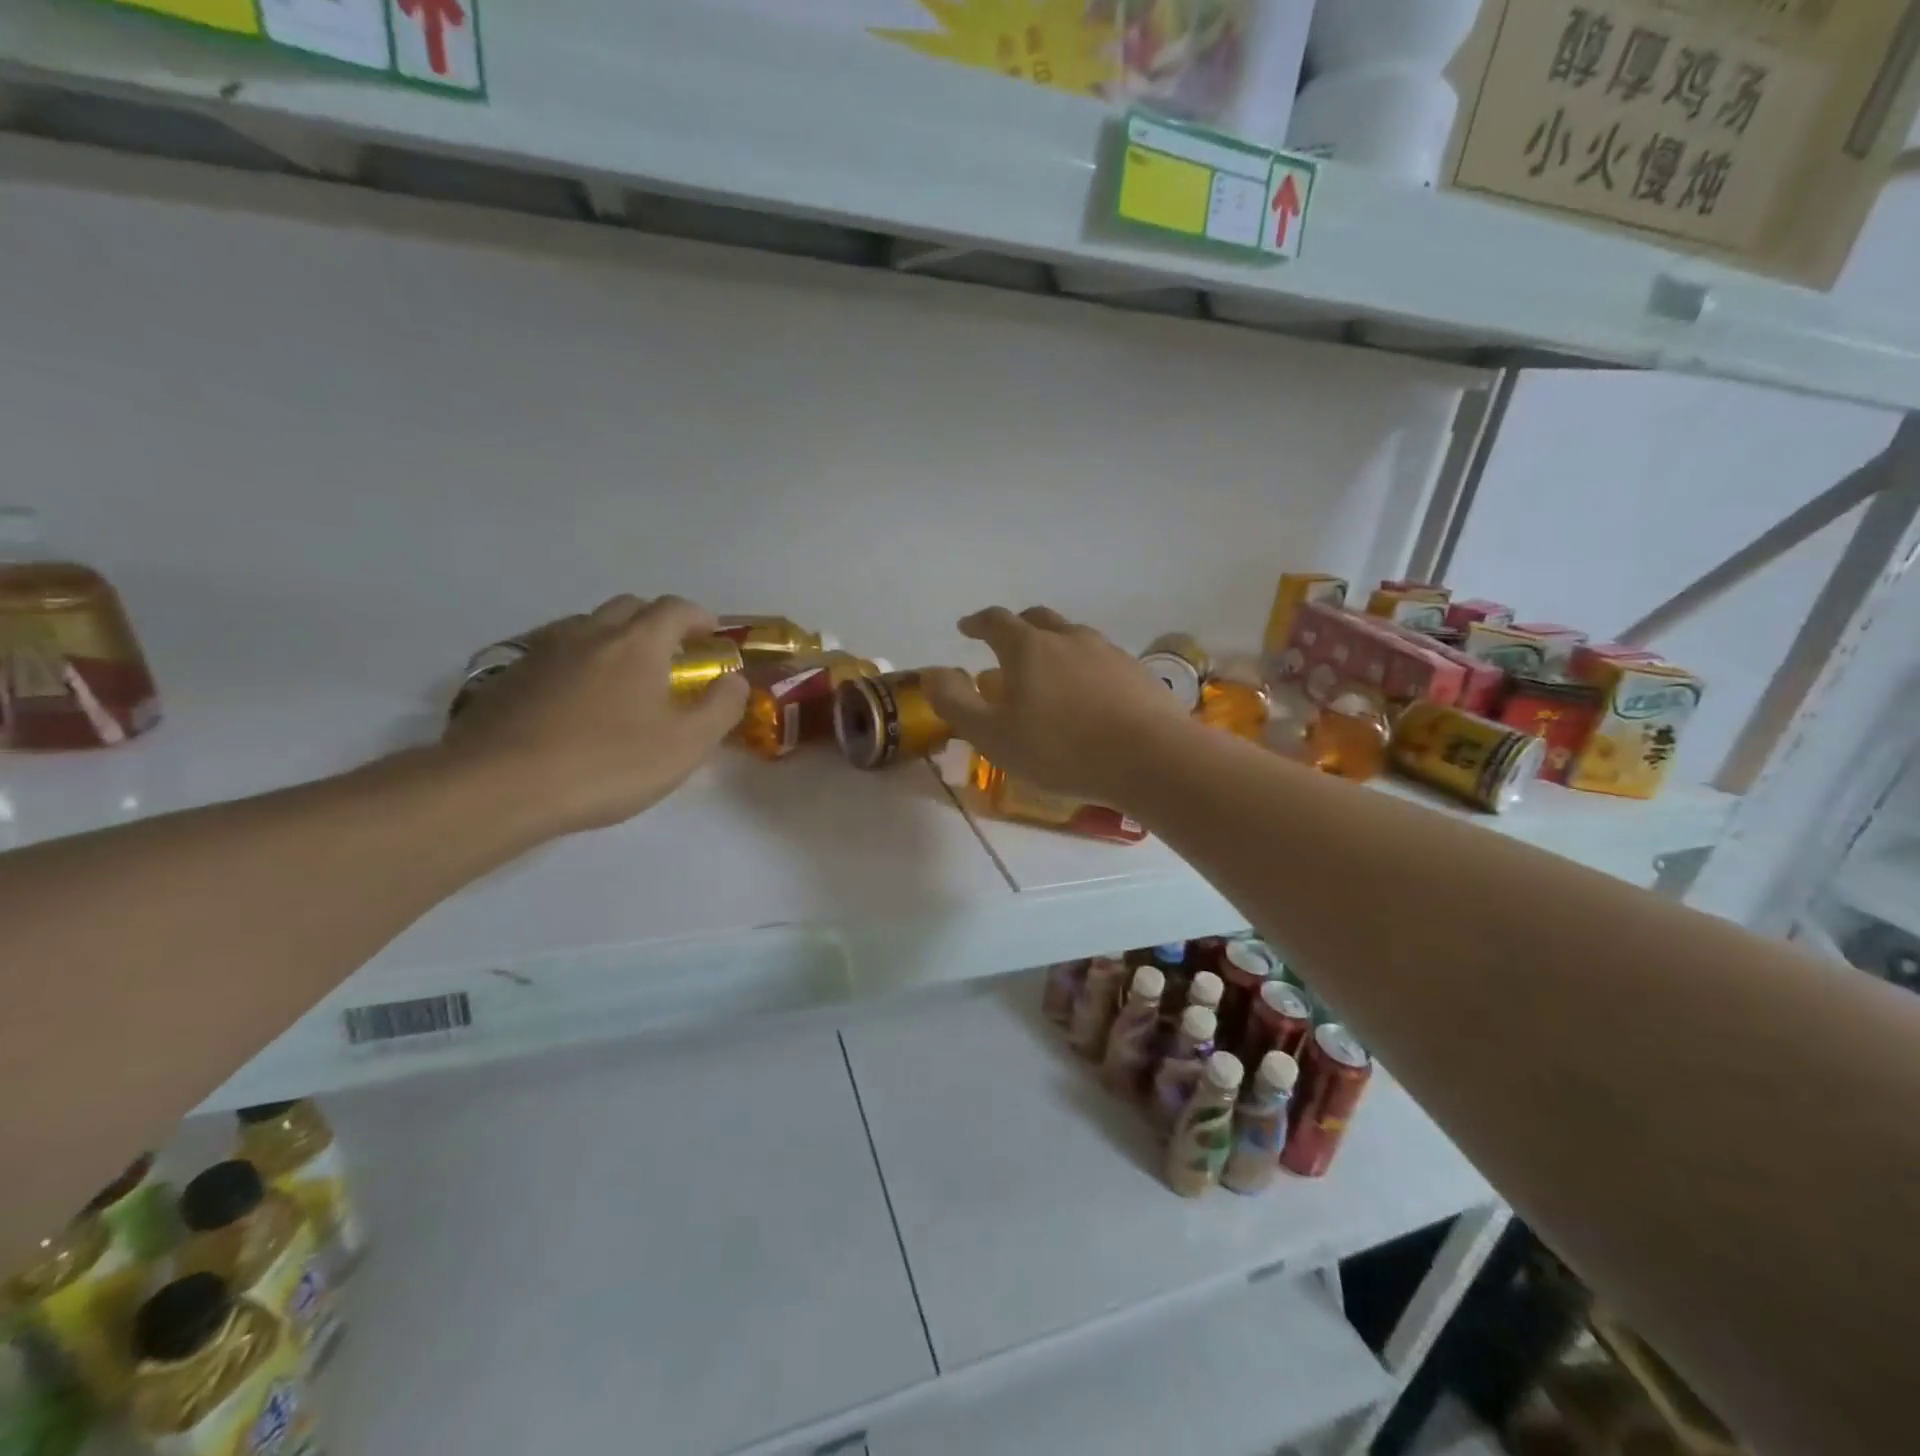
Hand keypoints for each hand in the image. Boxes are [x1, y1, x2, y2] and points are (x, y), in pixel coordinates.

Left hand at [442, 595, 748, 835]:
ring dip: (615, 638)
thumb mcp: (686, 745)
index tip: (712, 638)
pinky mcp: (509, 677)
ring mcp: (543, 651)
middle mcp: (590, 633)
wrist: (498, 787)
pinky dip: (578, 662)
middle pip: (629, 607)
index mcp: (637, 643)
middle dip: (657, 622)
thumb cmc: (607, 764)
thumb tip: (734, 680)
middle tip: (672, 656)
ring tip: (624, 677)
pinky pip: (555, 653)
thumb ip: (721, 707)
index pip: (675, 608)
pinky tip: (577, 701)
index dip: (699, 617)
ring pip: (588, 626)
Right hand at [923, 606, 1193, 805]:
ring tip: (1047, 673)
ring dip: (1053, 646)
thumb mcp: (992, 735)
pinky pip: (1100, 660)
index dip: (976, 623)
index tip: (966, 628)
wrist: (1150, 758)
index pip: (995, 621)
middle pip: (1037, 619)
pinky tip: (1088, 695)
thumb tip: (931, 672)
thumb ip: (954, 702)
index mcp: (1028, 648)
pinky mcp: (1136, 672)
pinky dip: (1083, 667)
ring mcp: (1107, 652)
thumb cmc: (1060, 749)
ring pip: (1072, 637)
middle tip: (1005, 645)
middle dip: (1016, 627)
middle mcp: (1068, 638)